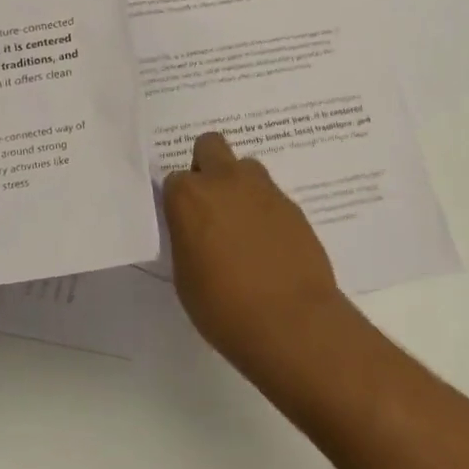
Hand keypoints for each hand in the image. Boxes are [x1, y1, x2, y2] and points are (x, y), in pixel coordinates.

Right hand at [162, 132, 353, 378]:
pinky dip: (265, 210)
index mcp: (190, 197)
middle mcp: (226, 180)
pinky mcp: (293, 205)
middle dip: (207, 166)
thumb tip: (195, 228)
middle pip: (210, 146)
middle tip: (211, 206)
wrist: (292, 322)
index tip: (184, 224)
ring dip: (239, 185)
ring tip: (243, 227)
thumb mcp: (185, 276)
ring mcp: (264, 189)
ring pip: (245, 166)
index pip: (175, 180)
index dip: (179, 202)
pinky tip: (269, 244)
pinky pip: (271, 195)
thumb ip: (186, 238)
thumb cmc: (224, 307)